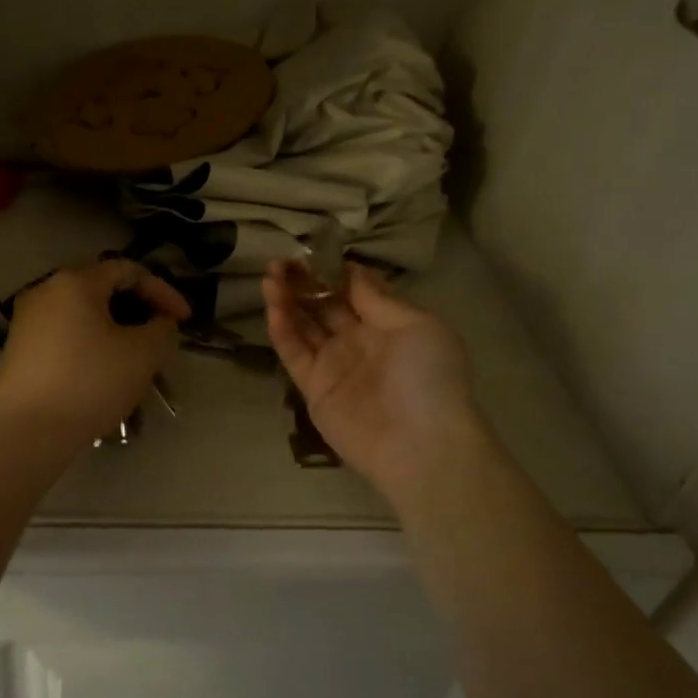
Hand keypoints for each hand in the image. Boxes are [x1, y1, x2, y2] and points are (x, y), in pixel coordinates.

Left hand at [0, 261, 189, 450]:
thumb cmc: (89, 383)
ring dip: (115, 332)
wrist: (25, 433)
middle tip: (160, 337)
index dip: (163, 292)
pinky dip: (90, 346)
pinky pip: (64, 337)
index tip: (184, 320)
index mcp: (75, 282)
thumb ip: (161, 330)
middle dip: (138, 312)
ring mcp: (27, 320)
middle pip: (103, 290)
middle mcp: (45, 291)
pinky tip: (104, 375)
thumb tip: (160, 322)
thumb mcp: (142, 355)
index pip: (129, 271)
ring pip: (83, 316)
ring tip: (136, 360)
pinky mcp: (18, 349)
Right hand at [263, 259, 482, 501]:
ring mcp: (334, 364)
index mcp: (388, 325)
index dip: (332, 270)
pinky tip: (273, 306)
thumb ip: (377, 298)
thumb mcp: (416, 325)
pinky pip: (294, 353)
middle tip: (280, 261)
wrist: (421, 445)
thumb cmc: (428, 377)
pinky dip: (282, 329)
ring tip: (269, 275)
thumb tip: (351, 269)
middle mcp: (358, 341)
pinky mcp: (313, 387)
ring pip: (303, 325)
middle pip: (324, 305)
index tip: (312, 251)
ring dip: (286, 299)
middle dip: (303, 281)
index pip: (353, 290)